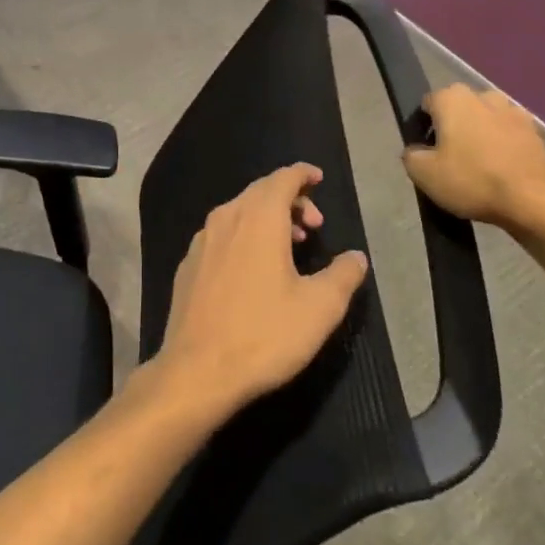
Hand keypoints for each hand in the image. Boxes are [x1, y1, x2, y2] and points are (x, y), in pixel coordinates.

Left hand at [152, 164, 367, 420]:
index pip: (282, 179)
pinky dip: (244, 237)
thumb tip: (356, 257)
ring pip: (239, 213)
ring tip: (292, 246)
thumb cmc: (264, 334)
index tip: (319, 178)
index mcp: (258, 218)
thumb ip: (343, 276)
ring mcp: (201, 241)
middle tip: (315, 225)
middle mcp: (226, 218)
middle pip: (260, 192)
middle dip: (290, 200)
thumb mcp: (319, 309)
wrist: (197, 370)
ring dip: (267, 219)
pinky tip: (254, 268)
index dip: (302, 175)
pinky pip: (222, 235)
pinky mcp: (188, 265)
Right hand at [402, 85, 544, 229]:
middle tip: (450, 160)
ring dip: (479, 135)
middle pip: (459, 109)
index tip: (427, 151)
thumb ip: (410, 155)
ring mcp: (514, 112)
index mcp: (453, 98)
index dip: (423, 127)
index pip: (428, 104)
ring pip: (485, 120)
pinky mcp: (536, 132)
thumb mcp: (422, 173)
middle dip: (453, 128)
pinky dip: (502, 147)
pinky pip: (508, 135)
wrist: (534, 202)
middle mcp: (484, 96)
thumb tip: (417, 150)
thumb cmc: (472, 180)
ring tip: (478, 167)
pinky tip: (501, 172)